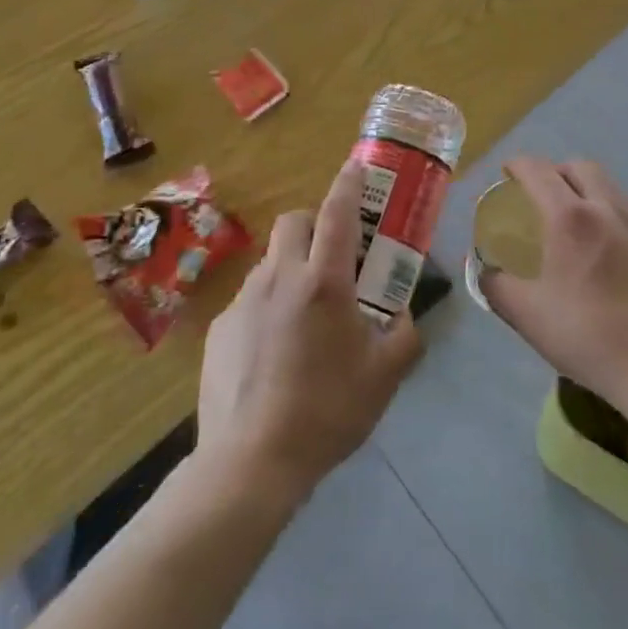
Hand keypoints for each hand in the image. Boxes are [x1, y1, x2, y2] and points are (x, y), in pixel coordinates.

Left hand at [198, 160, 423, 500]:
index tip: (356, 166)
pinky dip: (268, 304)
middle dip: (314, 224)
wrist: (251, 462)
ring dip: (292, 266)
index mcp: (324, 283)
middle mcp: (280, 278)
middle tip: (334, 256)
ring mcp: (244, 300)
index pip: (337, 213)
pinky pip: (250, 297)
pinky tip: (275, 349)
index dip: (348, 184)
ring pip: (271, 259)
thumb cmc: (326, 412)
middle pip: (294, 222)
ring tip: (306, 311)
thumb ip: (405, 337)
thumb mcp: (384, 378)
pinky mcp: (221, 327)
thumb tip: (406, 316)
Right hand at [480, 157, 627, 411]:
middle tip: (541, 194)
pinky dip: (609, 210)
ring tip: (573, 215)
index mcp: (569, 218)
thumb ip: (495, 284)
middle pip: (579, 167)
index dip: (518, 165)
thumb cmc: (586, 337)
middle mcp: (605, 209)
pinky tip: (604, 242)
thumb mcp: (526, 315)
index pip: (538, 170)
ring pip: (608, 184)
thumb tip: (483, 267)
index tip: (507, 174)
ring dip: (585, 187)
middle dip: (555, 171)